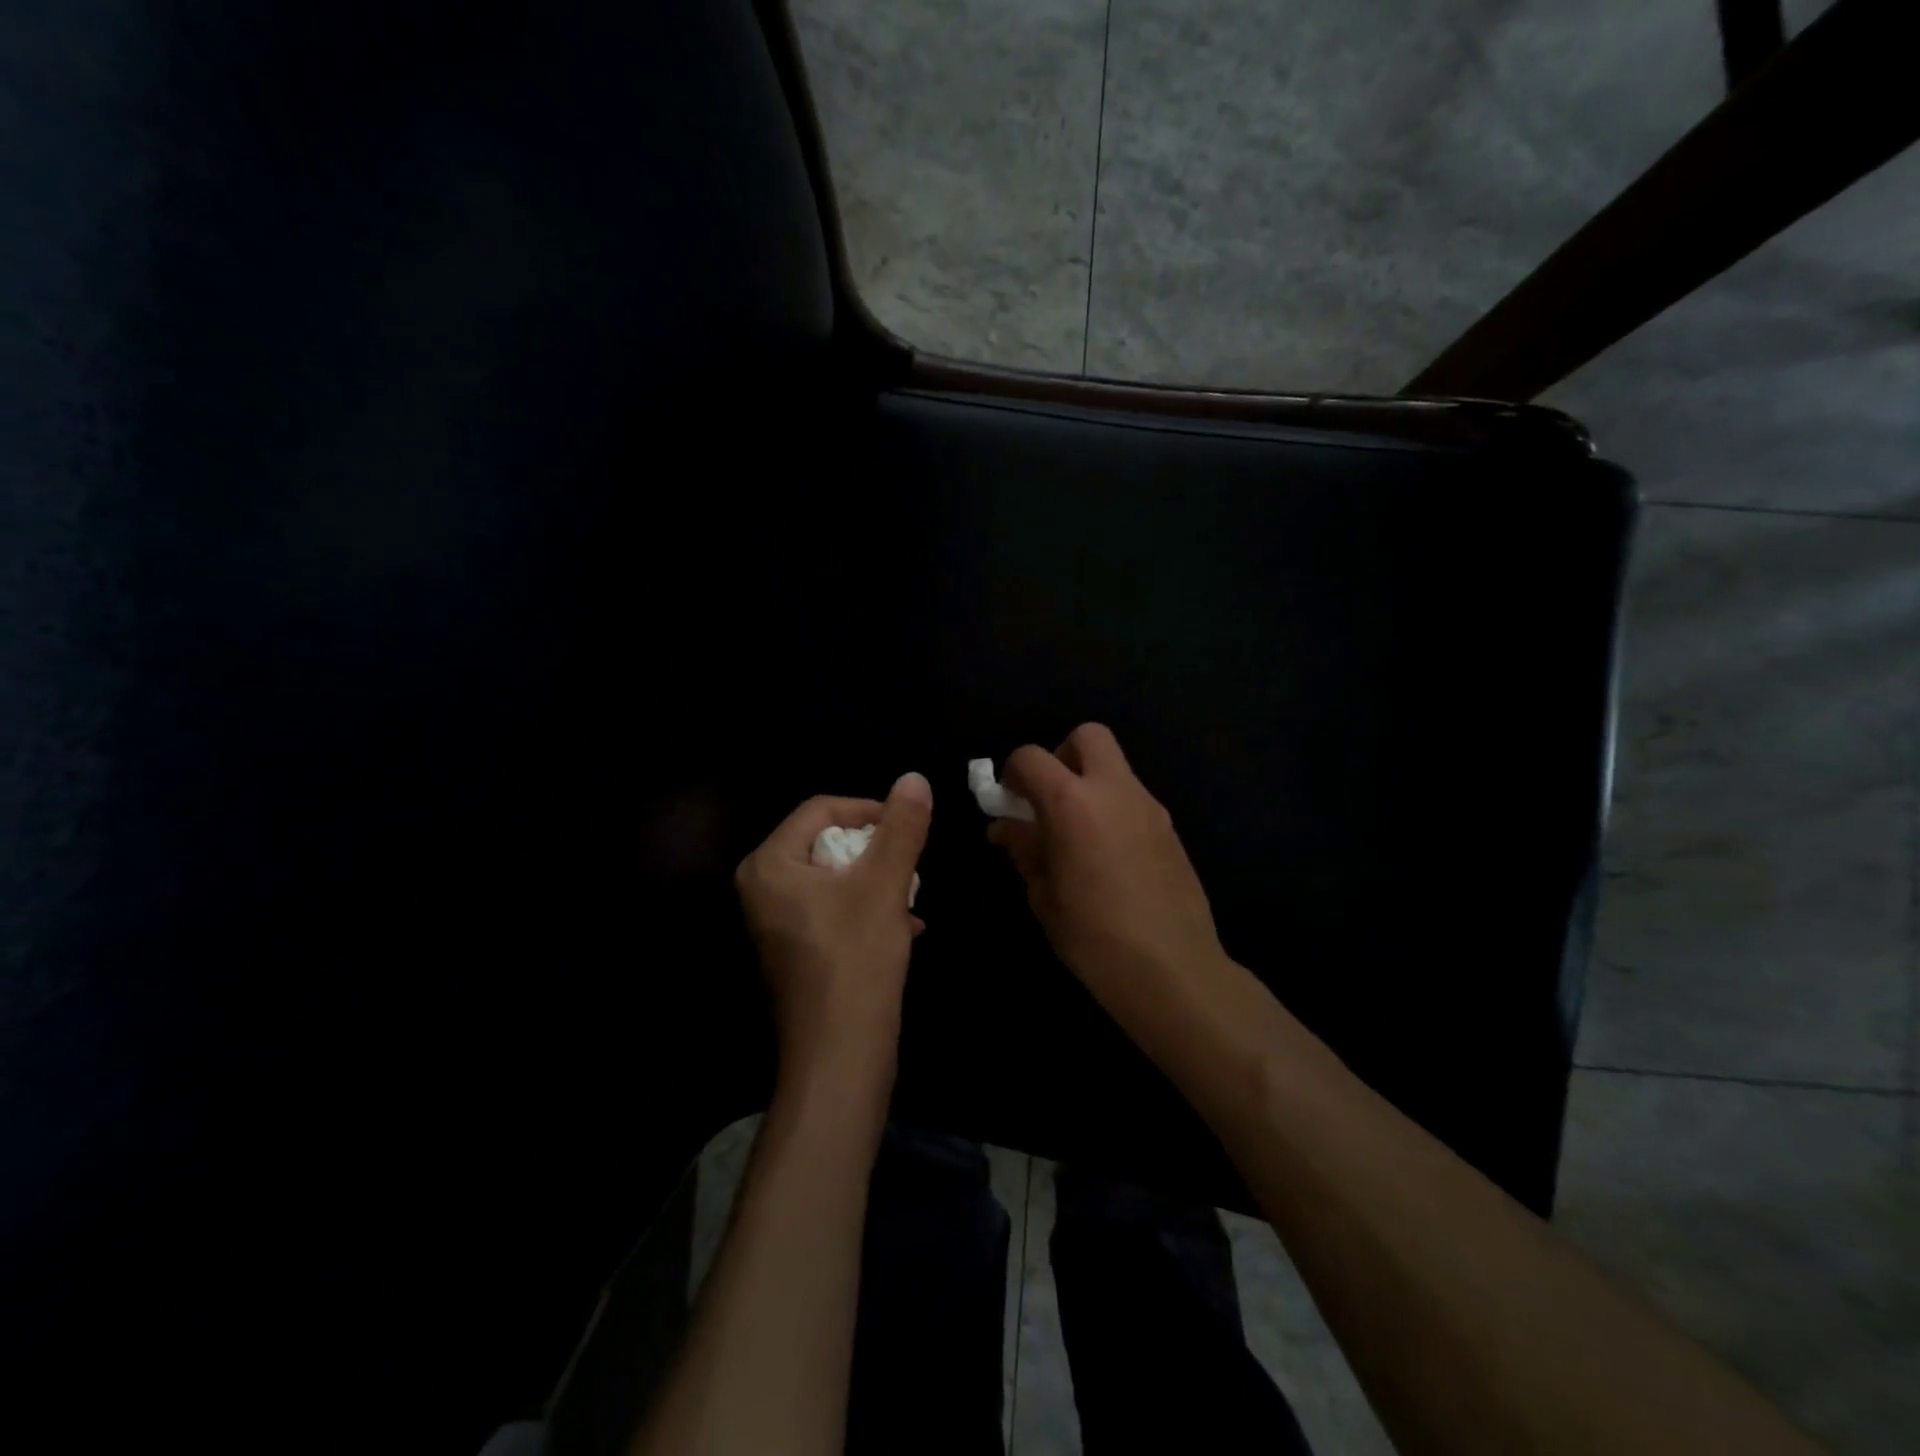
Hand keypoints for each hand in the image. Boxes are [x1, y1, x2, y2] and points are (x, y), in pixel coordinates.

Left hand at [736, 772, 932, 1094]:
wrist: (840, 1056)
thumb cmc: (856, 960)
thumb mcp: (884, 885)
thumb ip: (901, 828)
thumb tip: (915, 777)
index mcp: (770, 864)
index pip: (822, 808)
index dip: (869, 810)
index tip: (908, 829)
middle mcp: (764, 888)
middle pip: (829, 842)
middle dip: (876, 853)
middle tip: (910, 870)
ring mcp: (778, 921)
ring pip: (837, 877)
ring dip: (878, 882)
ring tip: (910, 900)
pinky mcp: (797, 948)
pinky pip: (834, 908)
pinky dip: (868, 910)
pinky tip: (905, 928)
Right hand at [990, 725, 1228, 1024]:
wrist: (1173, 970)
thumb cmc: (1094, 937)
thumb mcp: (1043, 895)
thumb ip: (1024, 849)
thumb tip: (1006, 826)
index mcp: (1072, 803)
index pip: (1031, 757)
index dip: (1012, 773)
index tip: (1009, 803)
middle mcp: (1115, 790)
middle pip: (1088, 736)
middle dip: (1061, 756)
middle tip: (1050, 799)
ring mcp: (1149, 807)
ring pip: (1115, 767)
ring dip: (1090, 783)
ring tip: (1077, 834)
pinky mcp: (1170, 828)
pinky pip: (1134, 798)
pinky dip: (1113, 808)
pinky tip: (1108, 855)